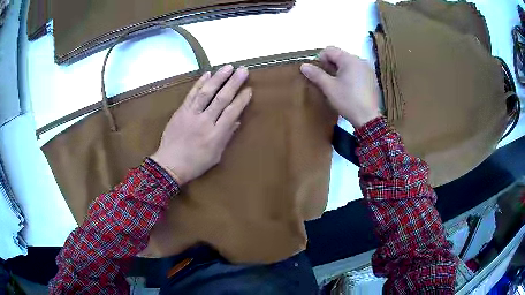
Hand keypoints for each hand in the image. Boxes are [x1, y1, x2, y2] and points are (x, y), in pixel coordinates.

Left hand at [150, 65, 251, 185]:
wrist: (169, 165)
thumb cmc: (195, 164)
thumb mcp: (216, 155)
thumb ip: (226, 136)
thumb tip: (237, 120)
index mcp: (215, 135)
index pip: (232, 112)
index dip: (242, 100)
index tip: (249, 89)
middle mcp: (205, 122)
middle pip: (221, 98)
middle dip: (234, 83)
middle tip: (243, 70)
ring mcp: (191, 115)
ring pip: (206, 92)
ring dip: (218, 78)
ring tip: (228, 67)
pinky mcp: (181, 111)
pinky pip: (191, 94)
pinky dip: (199, 83)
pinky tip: (207, 73)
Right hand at [300, 46, 380, 127]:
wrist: (368, 118)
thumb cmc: (348, 100)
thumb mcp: (329, 87)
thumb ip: (316, 74)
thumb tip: (303, 65)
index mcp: (349, 59)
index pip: (329, 50)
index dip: (320, 59)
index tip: (319, 74)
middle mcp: (360, 60)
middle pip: (339, 56)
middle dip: (330, 65)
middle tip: (327, 81)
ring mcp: (368, 69)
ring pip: (348, 64)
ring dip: (340, 70)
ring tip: (338, 85)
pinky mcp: (372, 78)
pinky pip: (357, 71)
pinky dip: (350, 75)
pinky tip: (349, 88)